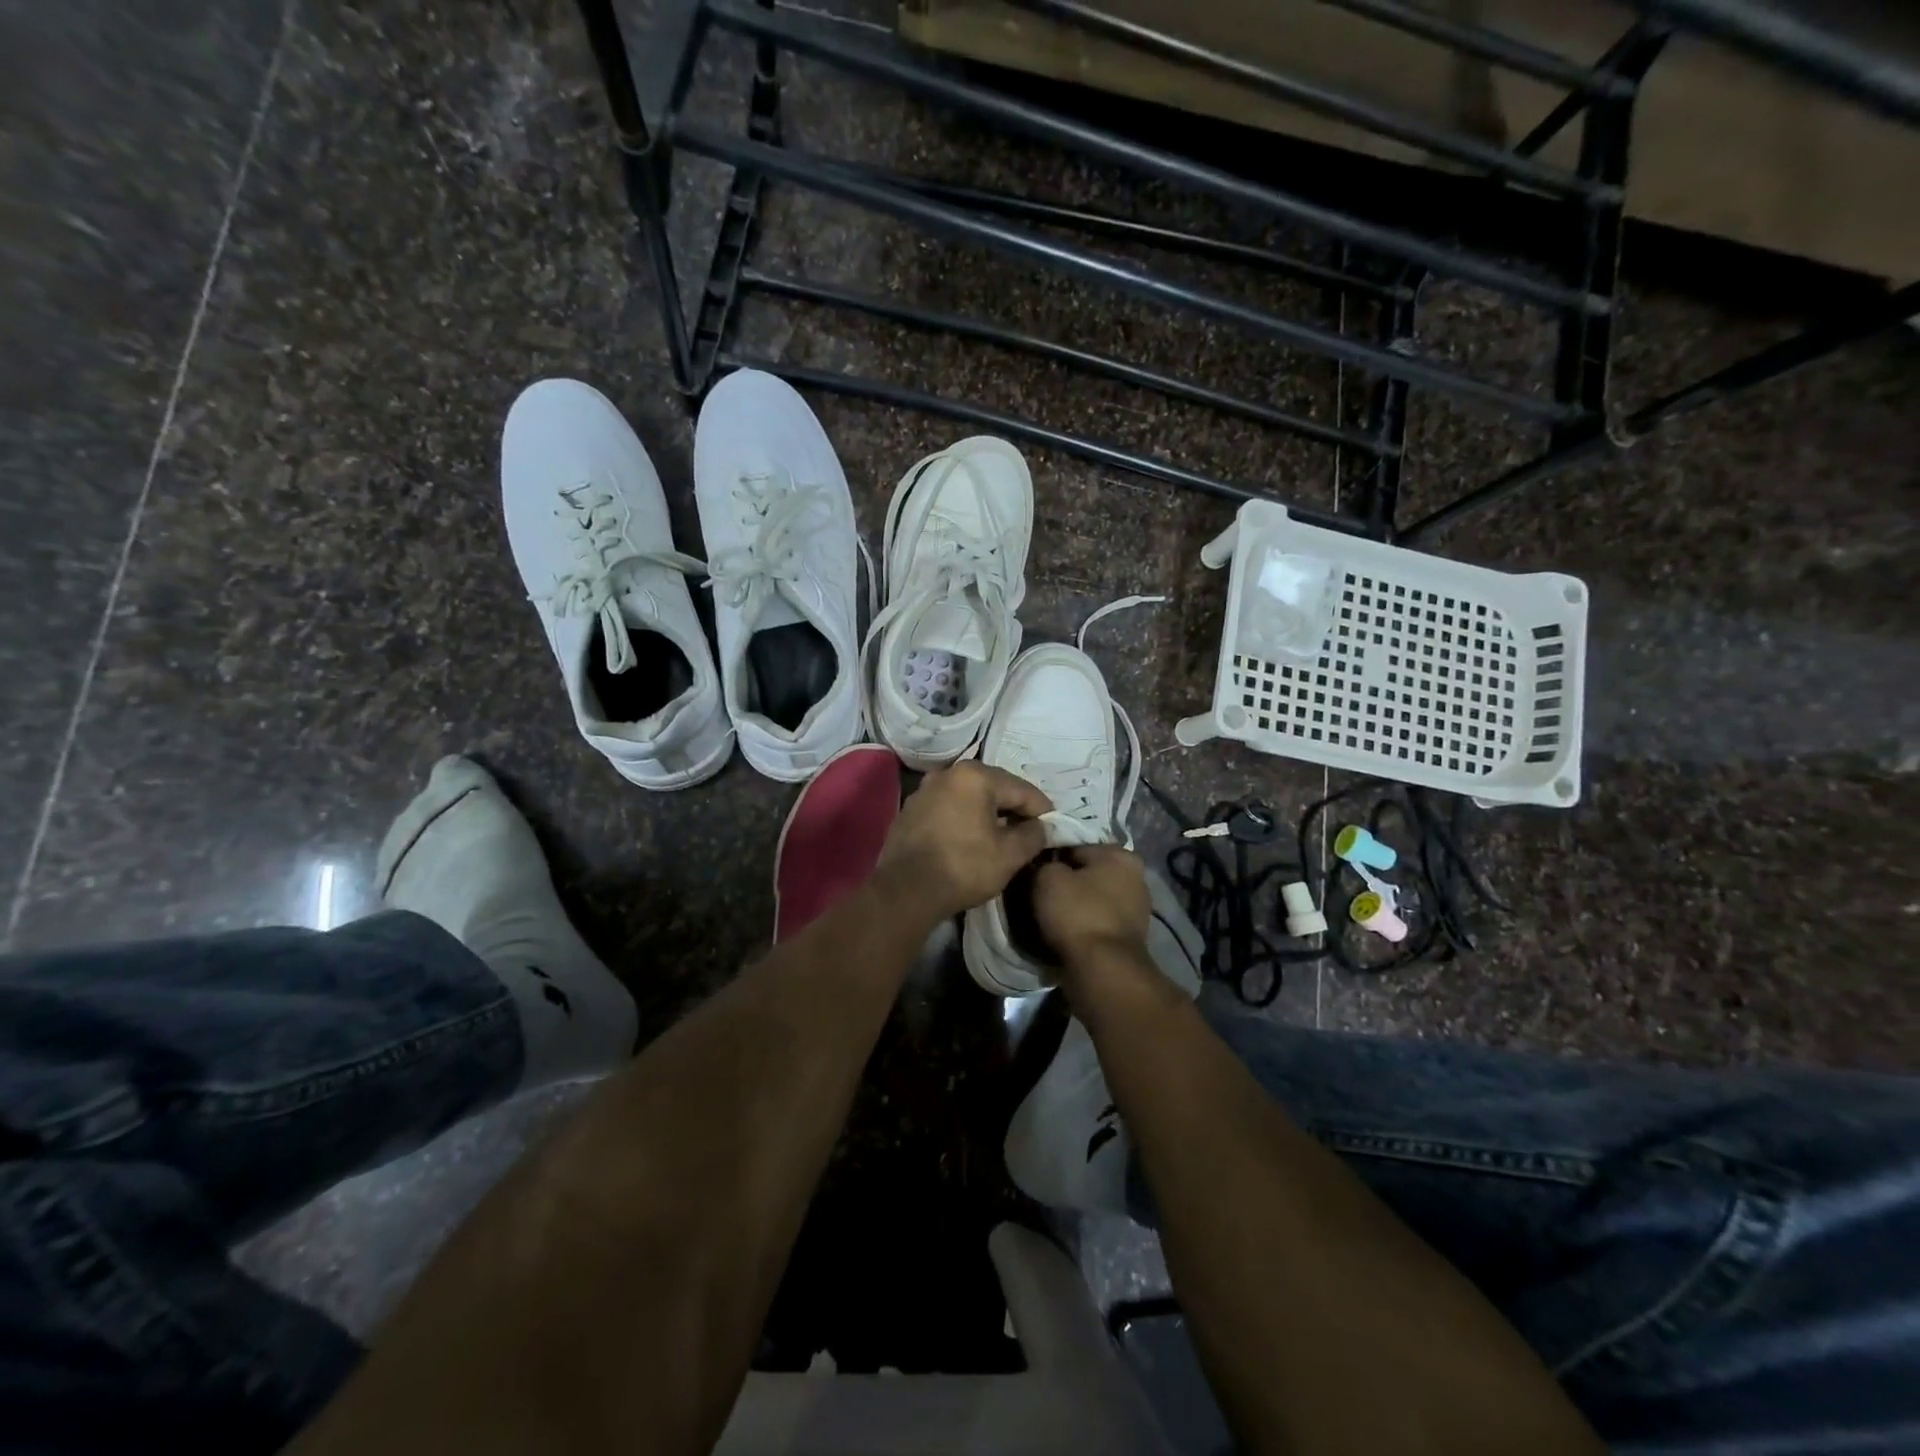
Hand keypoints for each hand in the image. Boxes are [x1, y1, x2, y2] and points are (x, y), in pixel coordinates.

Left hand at [874, 762, 1051, 924]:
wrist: (905, 891)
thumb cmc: (963, 867)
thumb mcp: (1009, 855)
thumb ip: (1033, 835)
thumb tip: (1042, 827)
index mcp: (975, 776)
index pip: (1021, 789)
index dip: (1043, 810)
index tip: (1054, 828)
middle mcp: (947, 774)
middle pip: (994, 788)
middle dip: (1014, 809)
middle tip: (1031, 832)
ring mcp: (925, 790)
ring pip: (969, 798)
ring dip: (988, 814)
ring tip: (1002, 837)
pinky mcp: (911, 810)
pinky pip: (949, 809)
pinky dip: (964, 819)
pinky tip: (971, 840)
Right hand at [1032, 845, 1151, 964]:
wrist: (1103, 969)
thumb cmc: (1077, 914)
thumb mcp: (1047, 878)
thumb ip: (1045, 863)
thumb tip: (1045, 867)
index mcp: (1120, 855)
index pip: (1074, 847)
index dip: (1050, 859)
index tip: (1033, 874)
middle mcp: (1136, 877)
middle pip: (1088, 873)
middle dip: (1067, 882)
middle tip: (1040, 895)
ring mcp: (1138, 909)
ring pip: (1094, 898)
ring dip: (1076, 905)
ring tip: (1051, 917)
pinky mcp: (1132, 936)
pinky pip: (1099, 921)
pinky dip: (1085, 925)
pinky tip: (1067, 933)